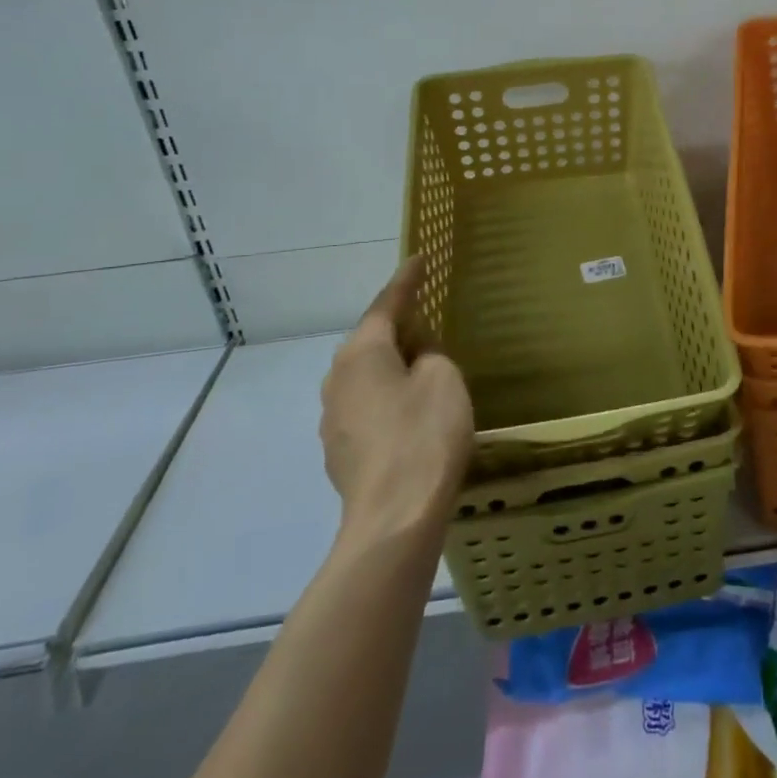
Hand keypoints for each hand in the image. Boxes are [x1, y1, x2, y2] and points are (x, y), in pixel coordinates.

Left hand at [319, 258, 473, 539]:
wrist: (394, 519)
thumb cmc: (424, 435)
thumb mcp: (443, 379)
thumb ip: (430, 356)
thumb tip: (416, 359)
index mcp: (361, 352)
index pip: (386, 304)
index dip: (406, 280)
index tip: (419, 258)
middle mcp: (337, 379)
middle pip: (371, 340)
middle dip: (399, 328)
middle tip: (428, 319)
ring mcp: (333, 418)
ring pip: (367, 376)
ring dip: (392, 367)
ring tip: (423, 369)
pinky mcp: (340, 451)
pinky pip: (367, 407)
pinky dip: (388, 399)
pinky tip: (411, 414)